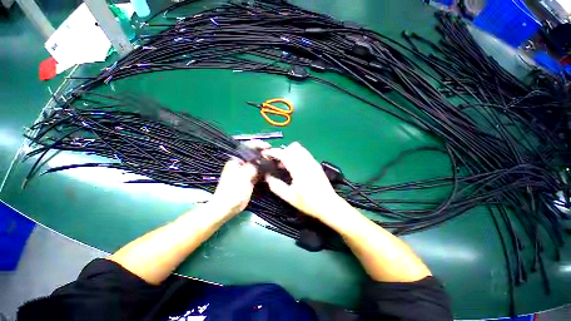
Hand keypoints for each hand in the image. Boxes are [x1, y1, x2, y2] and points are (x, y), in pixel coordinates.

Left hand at [210, 140, 269, 215]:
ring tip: (276, 162)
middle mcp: (242, 164)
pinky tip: (272, 170)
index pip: (248, 148)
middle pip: (255, 155)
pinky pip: (260, 172)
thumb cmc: (232, 191)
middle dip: (265, 154)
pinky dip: (266, 171)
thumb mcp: (242, 177)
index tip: (268, 146)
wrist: (227, 207)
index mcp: (237, 160)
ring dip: (266, 163)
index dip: (258, 145)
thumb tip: (263, 159)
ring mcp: (247, 171)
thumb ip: (252, 167)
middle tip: (275, 155)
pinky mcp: (251, 179)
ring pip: (258, 164)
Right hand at [263, 142, 344, 221]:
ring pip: (299, 148)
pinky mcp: (316, 164)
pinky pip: (304, 153)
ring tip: (285, 164)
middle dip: (282, 151)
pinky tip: (295, 167)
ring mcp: (313, 162)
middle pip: (292, 147)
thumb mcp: (290, 197)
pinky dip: (297, 155)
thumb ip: (276, 186)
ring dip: (290, 152)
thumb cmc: (309, 203)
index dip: (273, 152)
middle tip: (277, 162)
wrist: (329, 205)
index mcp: (299, 169)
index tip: (266, 154)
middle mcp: (307, 162)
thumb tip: (267, 177)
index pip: (284, 154)